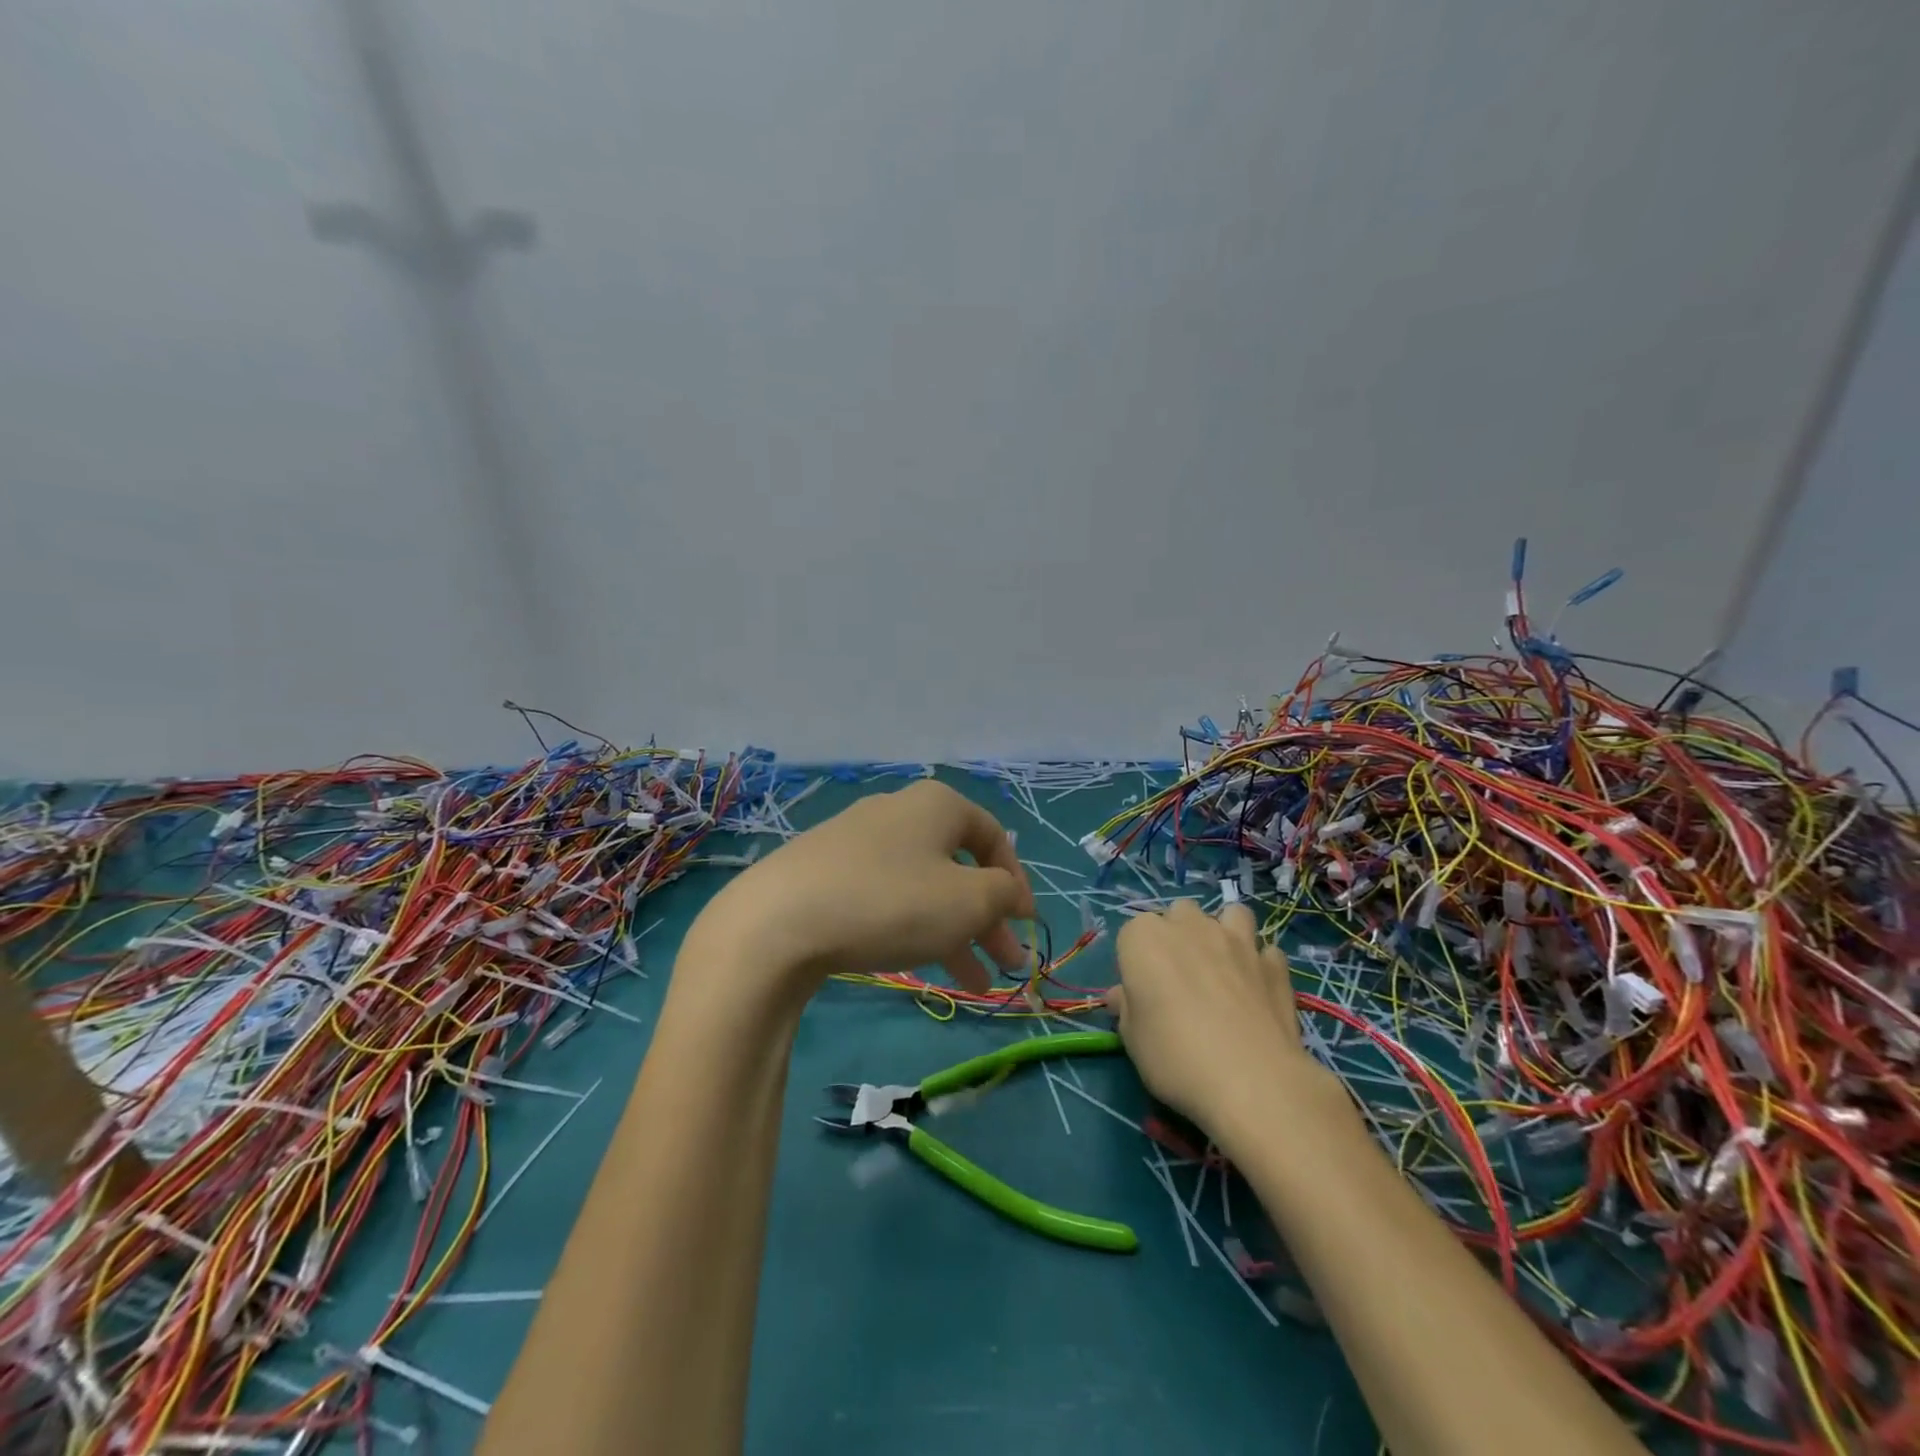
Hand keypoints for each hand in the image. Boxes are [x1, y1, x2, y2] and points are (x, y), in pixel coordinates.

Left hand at [692, 780, 1035, 996]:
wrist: (777, 921)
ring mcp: (857, 839)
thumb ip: (1004, 894)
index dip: (1017, 882)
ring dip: (953, 930)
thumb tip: (1011, 893)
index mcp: (937, 805)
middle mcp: (898, 811)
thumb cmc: (891, 902)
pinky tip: (915, 962)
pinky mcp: (825, 870)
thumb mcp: (968, 902)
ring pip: (922, 885)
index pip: (994, 837)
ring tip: (971, 982)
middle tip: (1004, 964)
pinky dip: (911, 926)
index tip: (1025, 926)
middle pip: (958, 865)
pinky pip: (885, 895)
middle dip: (987, 917)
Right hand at [1107, 901, 1327, 1130]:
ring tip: (1222, 965)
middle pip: (1179, 914)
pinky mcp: (1275, 964)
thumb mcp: (1133, 1039)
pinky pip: (1265, 951)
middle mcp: (1190, 927)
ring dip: (1224, 932)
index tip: (1140, 991)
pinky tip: (1257, 987)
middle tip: (1179, 977)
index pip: (1131, 933)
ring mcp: (1237, 941)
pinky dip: (1260, 963)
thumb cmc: (1175, 1056)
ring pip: (1229, 915)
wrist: (1251, 1081)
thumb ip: (1127, 1008)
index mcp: (1145, 938)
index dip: (1136, 961)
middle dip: (1178, 935)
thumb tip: (1122, 996)